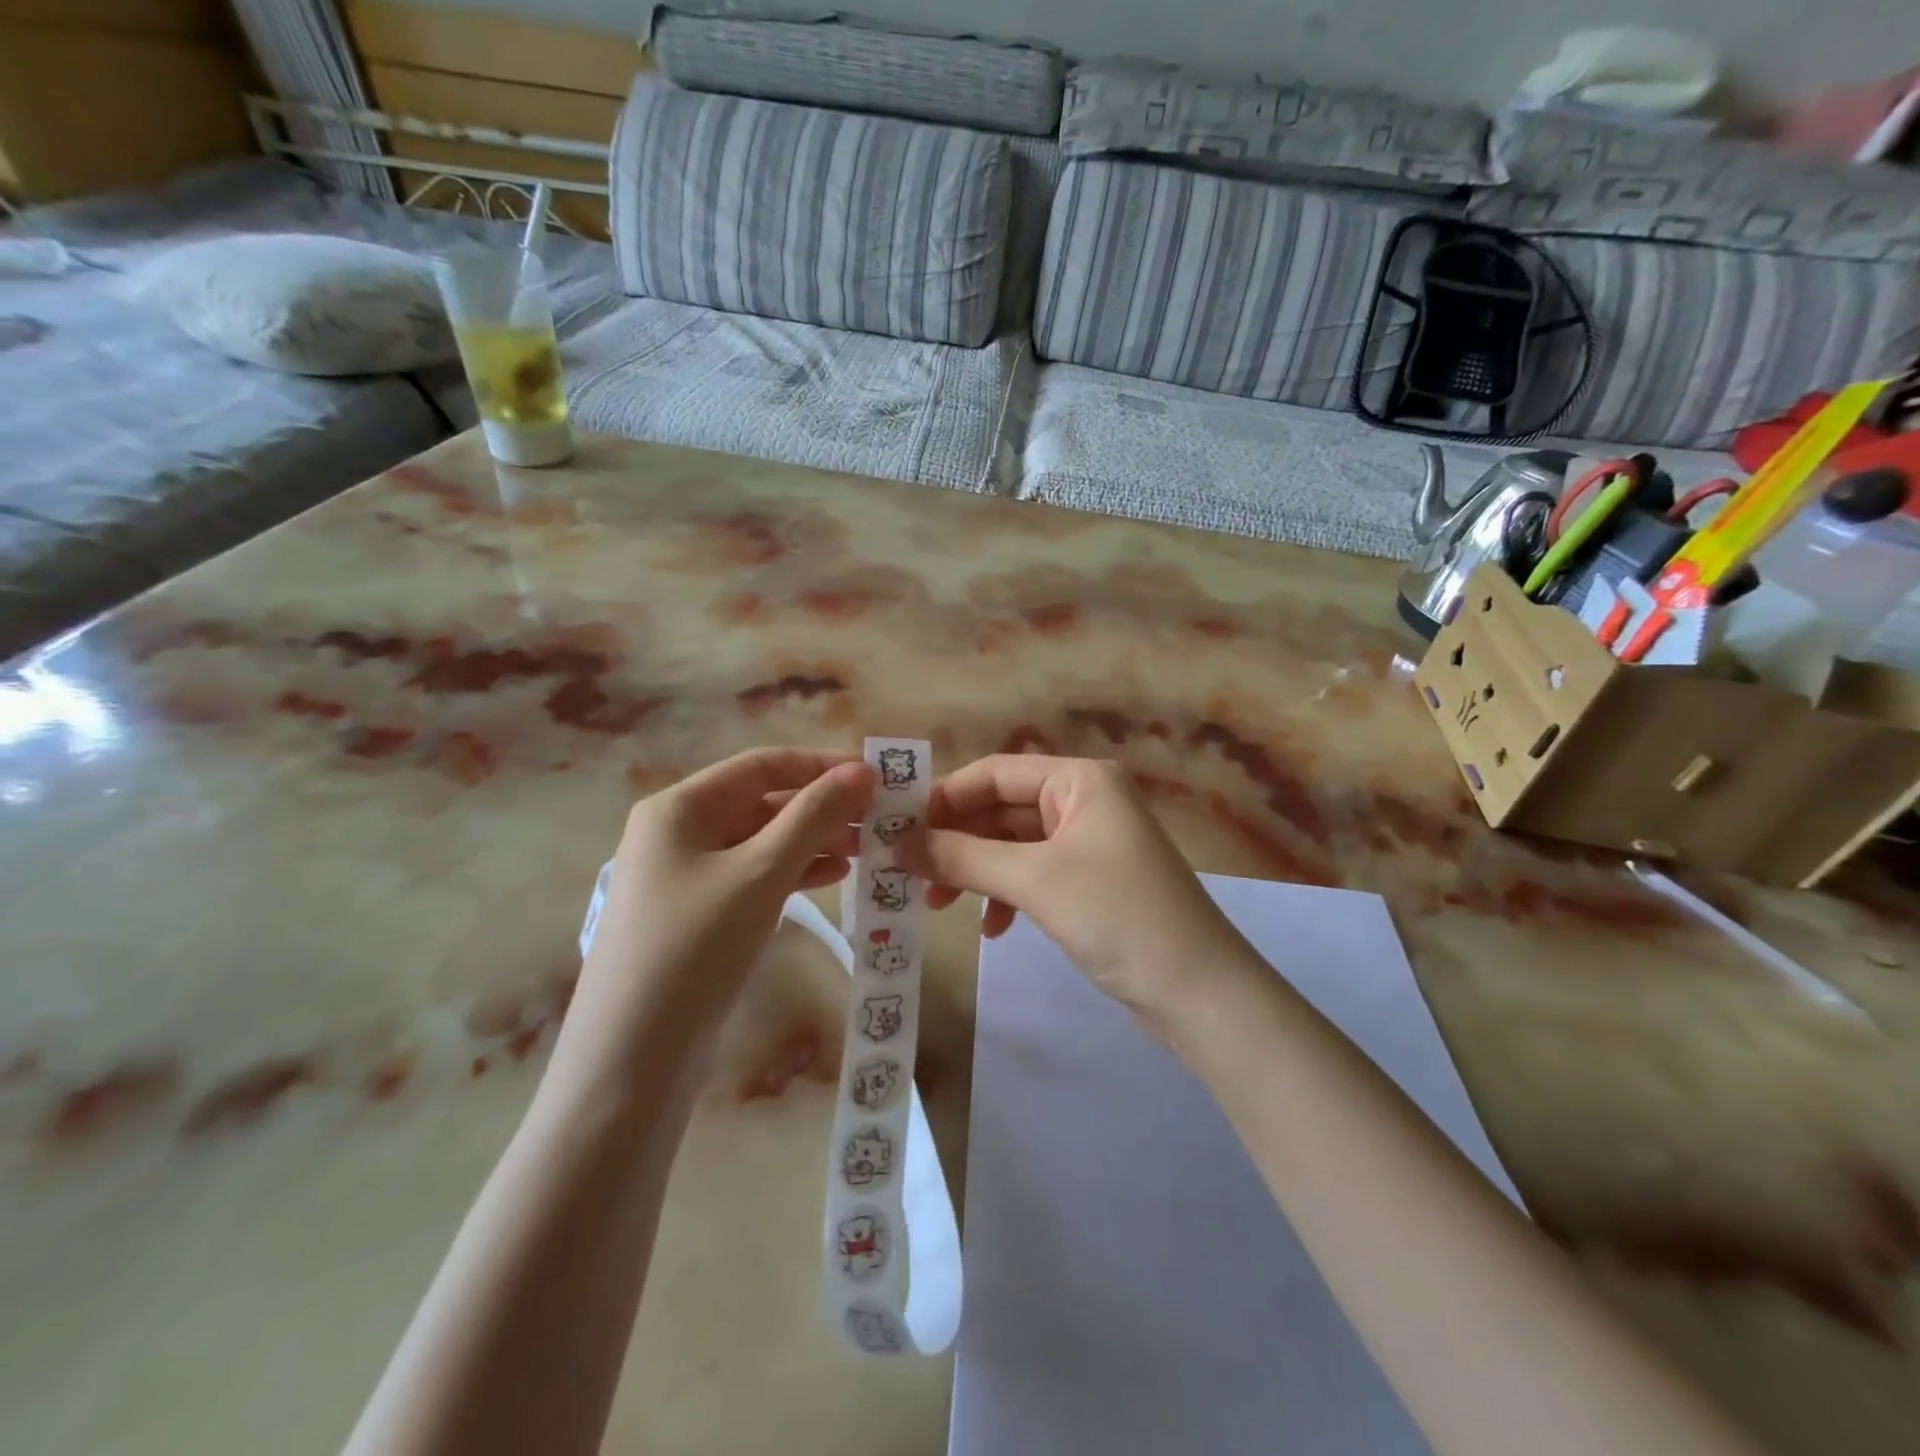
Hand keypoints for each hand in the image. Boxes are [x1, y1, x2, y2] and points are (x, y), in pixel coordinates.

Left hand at [555, 749, 874, 1093]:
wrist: (633, 1062)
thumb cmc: (693, 949)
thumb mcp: (760, 874)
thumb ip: (814, 817)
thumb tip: (863, 770)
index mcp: (680, 807)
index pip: (762, 765)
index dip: (820, 765)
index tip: (875, 776)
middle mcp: (679, 832)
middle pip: (763, 802)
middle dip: (822, 807)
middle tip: (881, 819)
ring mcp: (688, 877)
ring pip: (763, 842)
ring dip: (815, 840)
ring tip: (868, 848)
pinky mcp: (700, 916)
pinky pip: (756, 876)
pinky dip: (796, 872)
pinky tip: (835, 877)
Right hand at [900, 756, 1254, 1031]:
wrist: (1198, 992)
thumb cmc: (1118, 916)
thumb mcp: (1034, 880)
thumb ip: (964, 856)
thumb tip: (898, 844)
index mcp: (1079, 780)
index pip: (994, 772)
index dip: (943, 798)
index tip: (896, 830)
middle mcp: (1084, 801)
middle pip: (1000, 808)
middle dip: (956, 840)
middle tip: (907, 873)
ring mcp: (1088, 843)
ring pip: (1012, 845)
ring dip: (975, 870)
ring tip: (936, 903)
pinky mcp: (1089, 883)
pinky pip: (1032, 875)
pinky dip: (1005, 895)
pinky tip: (990, 929)